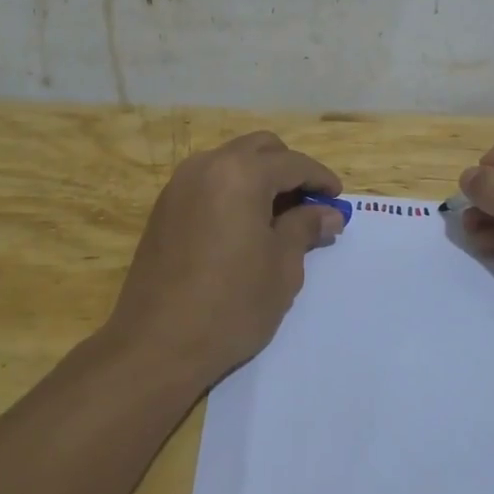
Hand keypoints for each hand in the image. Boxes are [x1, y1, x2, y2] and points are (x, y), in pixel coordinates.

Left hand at [104, 132, 345, 390]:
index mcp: (241, 174)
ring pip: (231, 162)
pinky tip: (244, 227)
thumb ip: (305, 228)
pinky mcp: (163, 208)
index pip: (293, 163)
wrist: (156, 344)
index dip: (321, 179)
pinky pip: (208, 183)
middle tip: (308, 206)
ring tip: (278, 218)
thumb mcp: (282, 267)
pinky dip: (233, 191)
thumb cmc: (231, 305)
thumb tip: (328, 213)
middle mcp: (207, 166)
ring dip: (259, 178)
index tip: (337, 201)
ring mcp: (179, 186)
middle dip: (289, 170)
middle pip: (259, 149)